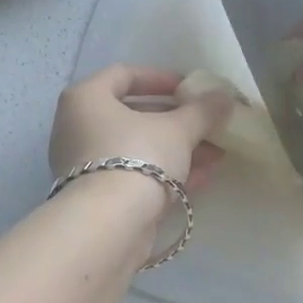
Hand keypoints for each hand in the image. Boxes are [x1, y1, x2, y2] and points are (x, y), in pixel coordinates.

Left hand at [49, 65, 231, 195]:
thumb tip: (224, 96)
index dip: (160, 78)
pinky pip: (135, 174)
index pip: (124, 74)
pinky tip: (203, 176)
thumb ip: (202, 110)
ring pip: (138, 147)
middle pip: (133, 114)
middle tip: (208, 123)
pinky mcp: (98, 197)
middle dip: (176, 120)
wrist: (108, 227)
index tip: (190, 88)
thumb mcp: (178, 129)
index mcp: (87, 98)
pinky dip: (165, 172)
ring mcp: (85, 164)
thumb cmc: (137, 157)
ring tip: (217, 152)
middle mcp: (78, 127)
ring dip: (177, 148)